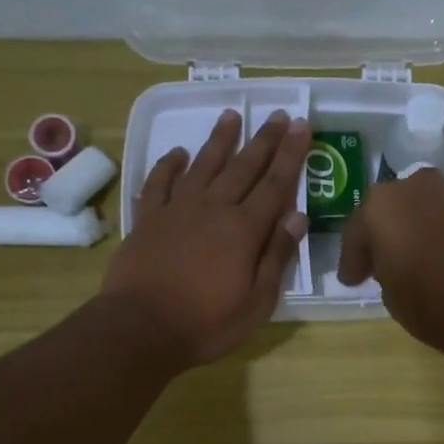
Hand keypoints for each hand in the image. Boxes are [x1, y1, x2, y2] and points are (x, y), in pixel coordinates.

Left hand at [102, 109, 310, 367]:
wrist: (142, 328)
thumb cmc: (207, 323)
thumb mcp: (257, 301)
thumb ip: (276, 256)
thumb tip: (297, 216)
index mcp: (244, 230)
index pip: (275, 184)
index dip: (290, 154)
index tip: (301, 126)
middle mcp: (213, 209)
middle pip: (243, 167)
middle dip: (263, 140)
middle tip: (277, 115)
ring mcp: (177, 210)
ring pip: (203, 165)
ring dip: (219, 140)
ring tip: (231, 115)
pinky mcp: (148, 219)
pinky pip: (160, 182)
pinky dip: (170, 165)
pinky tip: (179, 154)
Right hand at [337, 168, 443, 353]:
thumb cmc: (428, 301)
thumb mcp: (389, 293)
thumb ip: (383, 269)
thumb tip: (392, 264)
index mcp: (379, 206)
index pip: (356, 232)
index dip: (352, 260)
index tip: (351, 280)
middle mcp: (412, 188)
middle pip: (388, 210)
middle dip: (381, 235)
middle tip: (376, 264)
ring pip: (417, 209)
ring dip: (410, 229)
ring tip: (407, 260)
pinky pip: (441, 217)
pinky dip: (434, 232)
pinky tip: (433, 256)